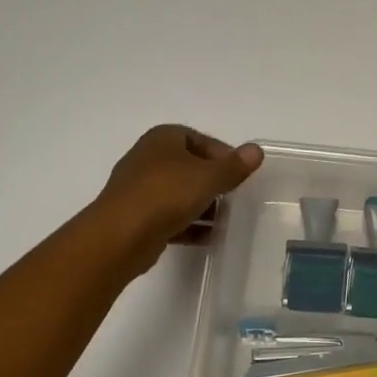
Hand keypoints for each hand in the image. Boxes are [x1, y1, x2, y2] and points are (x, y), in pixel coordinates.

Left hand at [92, 125, 263, 272]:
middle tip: (234, 197)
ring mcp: (139, 188)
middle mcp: (148, 158)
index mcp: (163, 139)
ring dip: (202, 205)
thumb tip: (256, 150)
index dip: (223, 154)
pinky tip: (208, 237)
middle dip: (213, 182)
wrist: (121, 235)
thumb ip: (234, 166)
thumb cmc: (167, 194)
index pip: (200, 139)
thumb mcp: (209, 177)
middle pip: (189, 167)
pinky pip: (169, 216)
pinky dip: (188, 224)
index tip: (239, 174)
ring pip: (179, 193)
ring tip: (226, 220)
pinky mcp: (136, 216)